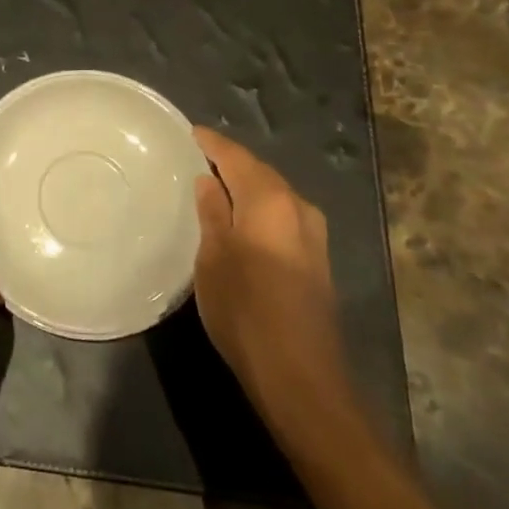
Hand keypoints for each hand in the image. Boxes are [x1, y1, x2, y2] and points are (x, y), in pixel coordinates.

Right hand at [192, 127, 353, 418]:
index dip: (213, 143)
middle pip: (261, 173)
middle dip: (232, 162)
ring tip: (217, 184)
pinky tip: (243, 217)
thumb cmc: (244, 309)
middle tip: (199, 156)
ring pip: (275, 195)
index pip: (237, 158)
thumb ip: (212, 212)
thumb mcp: (213, 257)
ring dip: (248, 185)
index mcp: (270, 201)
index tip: (191, 132)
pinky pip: (284, 216)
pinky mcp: (317, 260)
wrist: (299, 376)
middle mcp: (298, 209)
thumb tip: (209, 181)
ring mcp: (313, 236)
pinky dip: (261, 207)